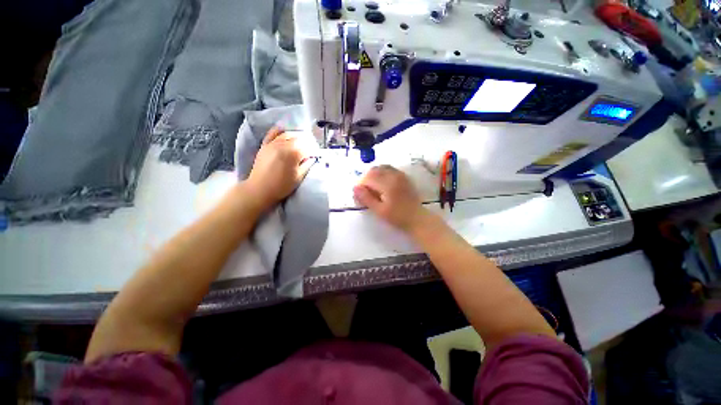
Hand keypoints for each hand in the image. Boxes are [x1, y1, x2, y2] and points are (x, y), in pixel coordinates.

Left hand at [246, 127, 313, 208]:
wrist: (260, 189)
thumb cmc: (282, 186)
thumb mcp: (299, 177)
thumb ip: (307, 165)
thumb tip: (311, 158)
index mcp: (293, 153)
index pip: (308, 147)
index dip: (314, 151)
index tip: (316, 155)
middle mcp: (283, 145)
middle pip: (299, 138)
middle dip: (306, 142)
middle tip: (310, 149)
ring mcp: (273, 143)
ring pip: (288, 134)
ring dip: (296, 136)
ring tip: (301, 141)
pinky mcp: (265, 145)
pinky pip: (273, 133)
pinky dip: (280, 130)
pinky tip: (284, 129)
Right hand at [353, 165, 428, 232]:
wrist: (417, 218)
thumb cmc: (397, 217)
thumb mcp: (379, 210)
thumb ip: (366, 198)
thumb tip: (355, 188)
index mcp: (387, 184)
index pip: (368, 178)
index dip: (361, 185)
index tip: (360, 195)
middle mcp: (393, 175)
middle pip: (374, 170)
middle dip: (366, 179)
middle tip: (366, 192)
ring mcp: (400, 175)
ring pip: (381, 167)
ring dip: (374, 175)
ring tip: (373, 188)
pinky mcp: (403, 177)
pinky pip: (389, 169)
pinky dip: (382, 173)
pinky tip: (382, 184)